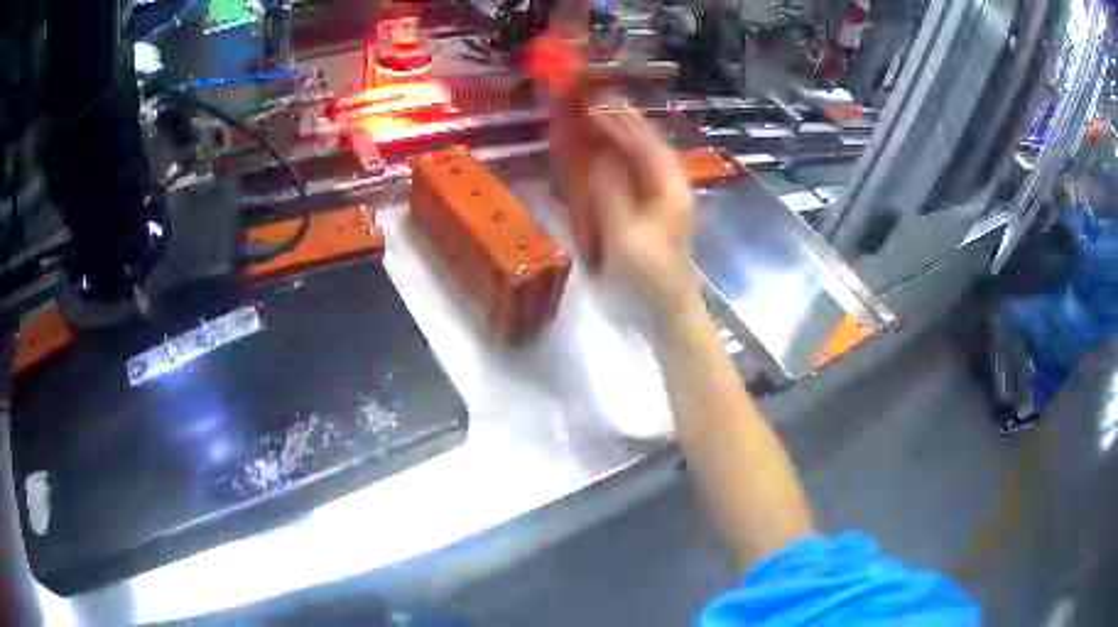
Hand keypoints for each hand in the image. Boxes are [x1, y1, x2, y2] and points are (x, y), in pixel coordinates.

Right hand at [584, 101, 700, 324]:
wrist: (667, 309)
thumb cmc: (648, 276)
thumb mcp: (626, 235)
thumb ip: (612, 192)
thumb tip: (601, 156)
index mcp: (668, 188)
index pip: (642, 144)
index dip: (617, 122)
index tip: (593, 103)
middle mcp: (669, 185)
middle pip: (647, 143)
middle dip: (623, 120)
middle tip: (597, 98)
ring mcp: (662, 197)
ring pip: (643, 156)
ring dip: (622, 134)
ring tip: (600, 114)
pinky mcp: (652, 209)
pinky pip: (636, 173)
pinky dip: (620, 157)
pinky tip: (605, 151)